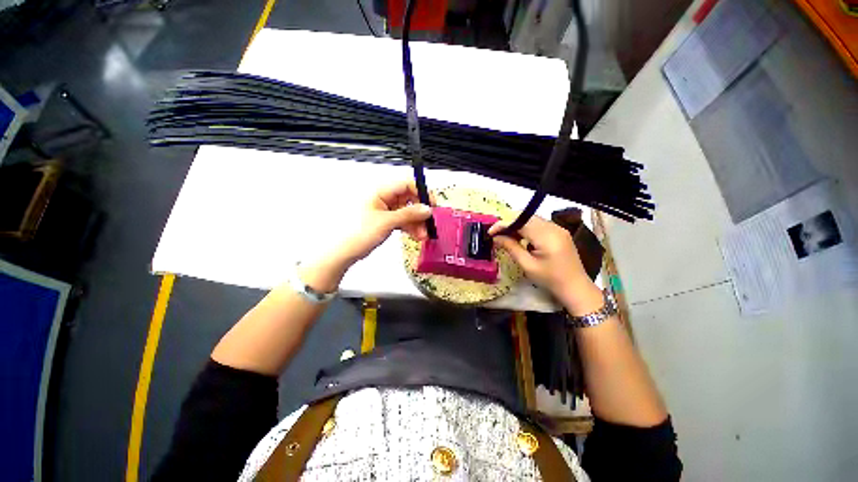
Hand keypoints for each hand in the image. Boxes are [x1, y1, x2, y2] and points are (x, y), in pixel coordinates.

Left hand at [336, 180, 434, 263]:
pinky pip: (402, 219)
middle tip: (428, 224)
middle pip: (408, 199)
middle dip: (420, 212)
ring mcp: (384, 209)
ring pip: (407, 211)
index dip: (421, 193)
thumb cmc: (358, 233)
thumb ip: (408, 214)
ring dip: (416, 222)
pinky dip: (410, 226)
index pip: (406, 184)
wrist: (344, 252)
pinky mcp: (385, 220)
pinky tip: (415, 235)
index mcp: (380, 191)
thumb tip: (426, 209)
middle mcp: (383, 198)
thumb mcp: (387, 222)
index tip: (431, 205)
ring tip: (422, 235)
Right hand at [489, 216, 592, 299]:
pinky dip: (527, 228)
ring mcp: (558, 228)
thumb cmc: (550, 279)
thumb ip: (511, 247)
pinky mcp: (560, 232)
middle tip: (497, 234)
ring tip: (507, 237)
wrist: (575, 287)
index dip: (503, 224)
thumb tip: (496, 237)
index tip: (490, 232)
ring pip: (532, 219)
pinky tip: (521, 238)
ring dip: (518, 225)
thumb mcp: (527, 265)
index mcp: (546, 236)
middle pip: (526, 217)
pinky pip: (539, 224)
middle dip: (509, 223)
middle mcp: (553, 227)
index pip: (520, 222)